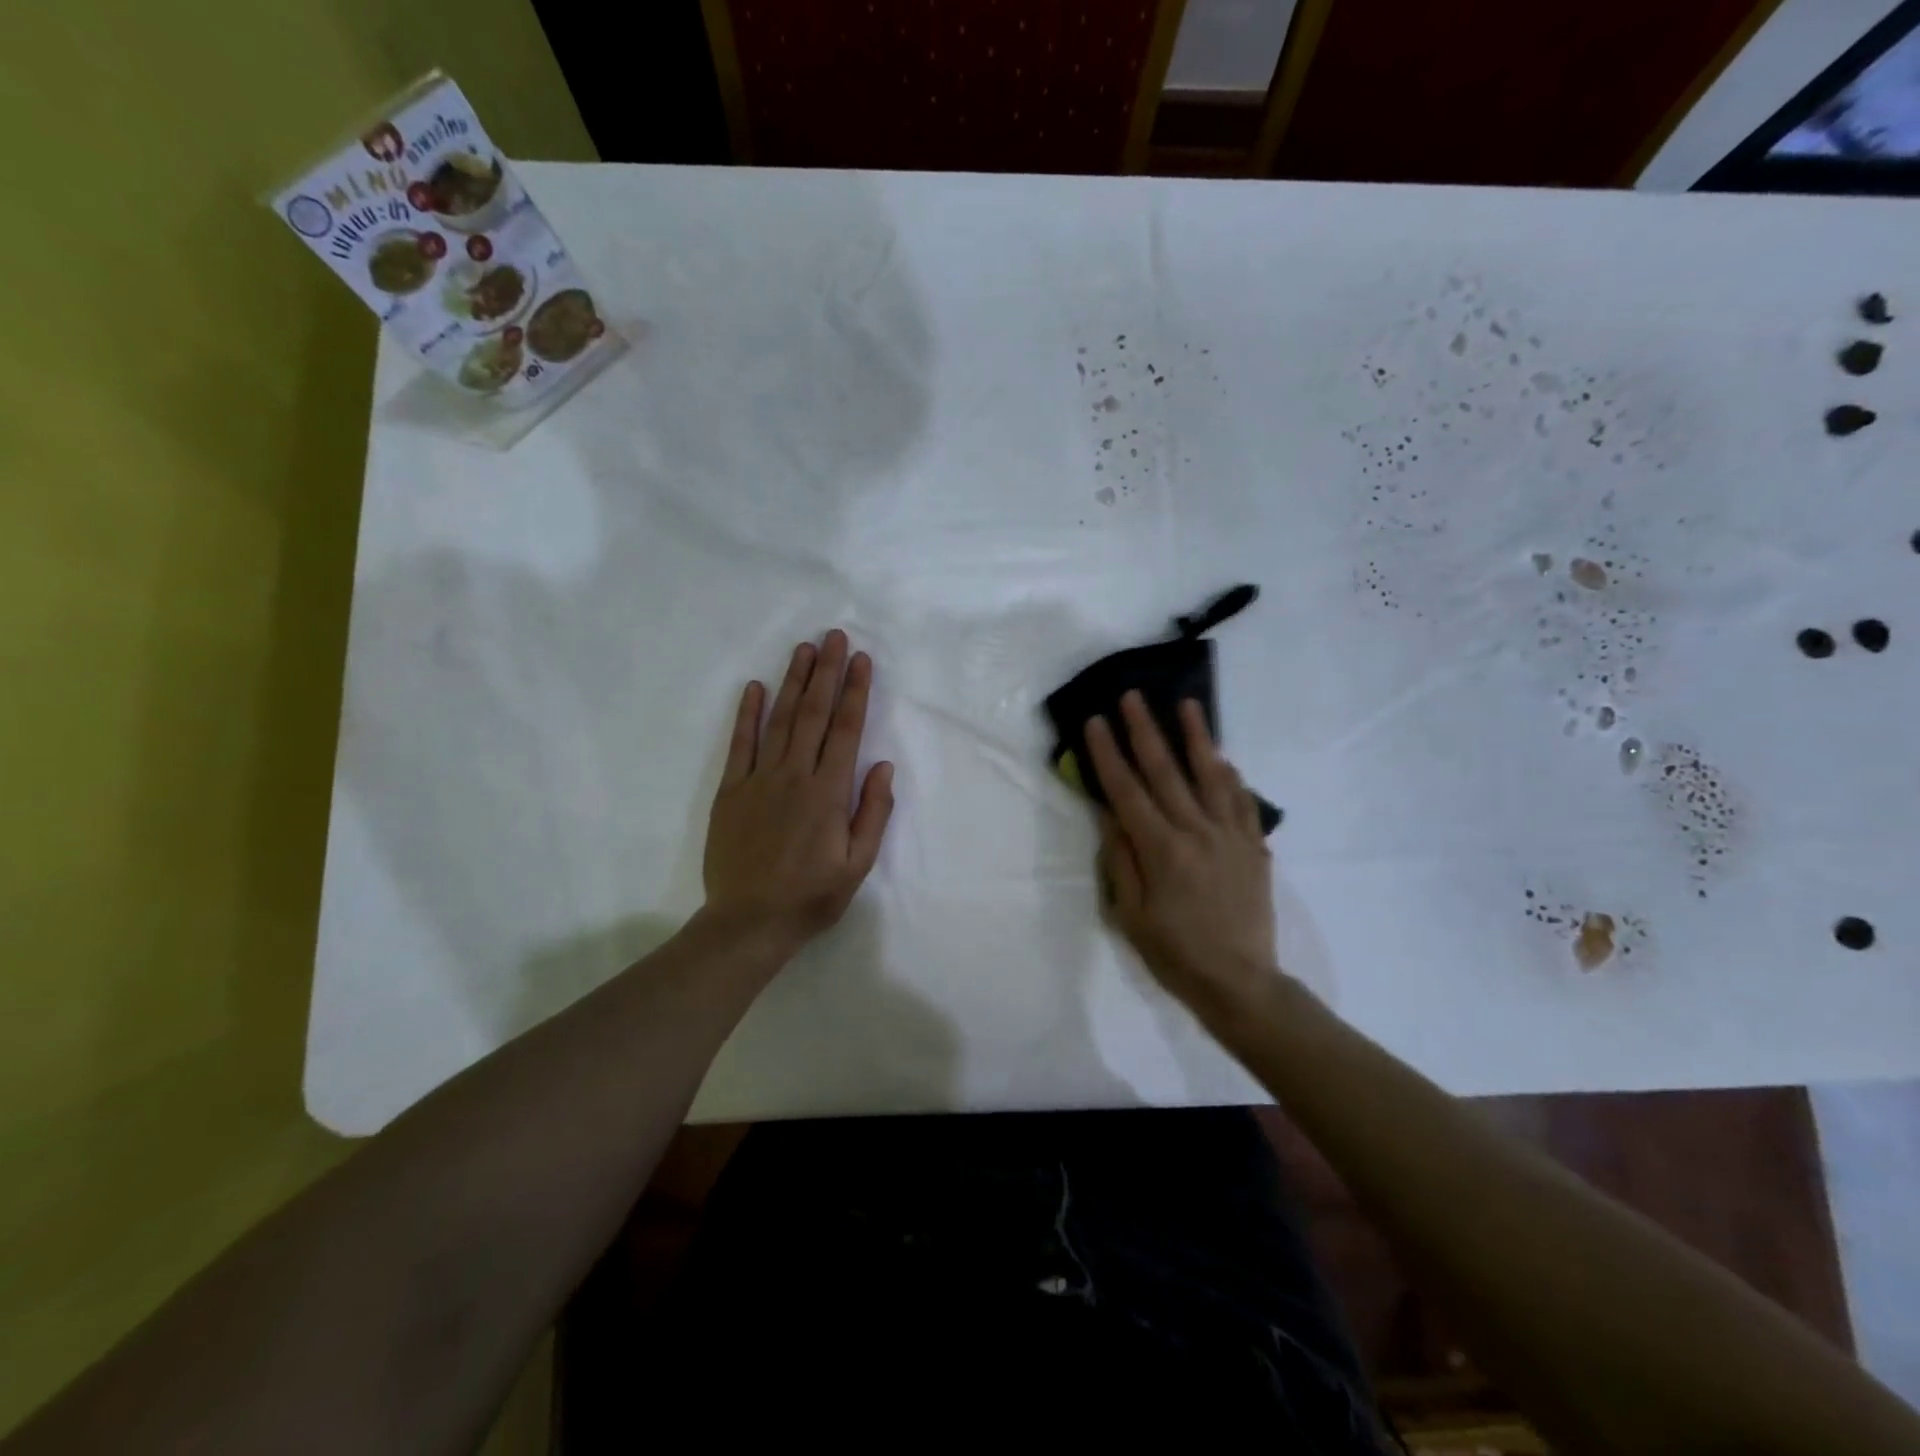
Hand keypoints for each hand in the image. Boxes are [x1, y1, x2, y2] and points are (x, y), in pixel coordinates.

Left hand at [701, 630, 894, 957]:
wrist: (748, 922)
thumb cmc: (811, 896)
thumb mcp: (857, 864)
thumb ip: (873, 812)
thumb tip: (883, 765)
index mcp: (829, 792)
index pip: (846, 730)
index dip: (856, 692)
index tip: (861, 660)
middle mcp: (795, 775)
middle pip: (814, 714)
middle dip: (827, 672)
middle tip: (834, 636)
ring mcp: (759, 780)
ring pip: (780, 720)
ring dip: (793, 682)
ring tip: (804, 650)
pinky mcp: (731, 791)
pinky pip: (740, 745)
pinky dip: (747, 714)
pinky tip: (754, 688)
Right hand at [1084, 693, 1279, 1022]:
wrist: (1240, 982)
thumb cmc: (1175, 953)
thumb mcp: (1131, 914)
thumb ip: (1121, 860)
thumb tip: (1110, 814)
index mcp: (1161, 850)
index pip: (1127, 791)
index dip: (1108, 755)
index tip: (1096, 721)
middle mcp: (1197, 833)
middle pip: (1166, 772)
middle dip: (1146, 731)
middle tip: (1133, 697)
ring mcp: (1230, 836)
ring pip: (1211, 775)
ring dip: (1197, 737)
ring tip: (1188, 704)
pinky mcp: (1253, 847)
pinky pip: (1242, 801)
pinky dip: (1231, 775)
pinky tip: (1223, 758)